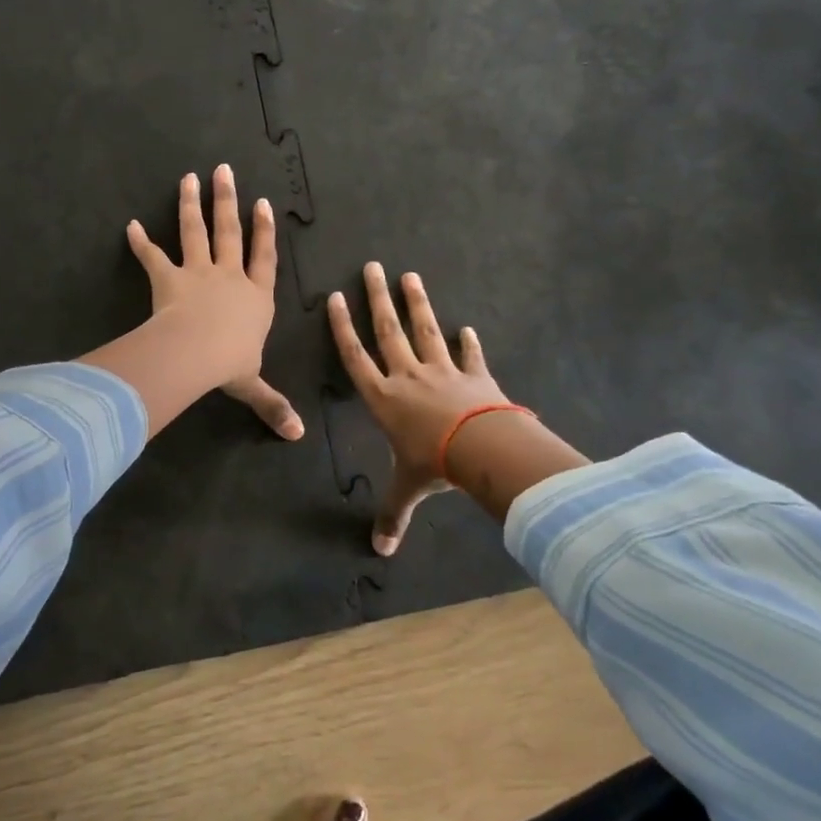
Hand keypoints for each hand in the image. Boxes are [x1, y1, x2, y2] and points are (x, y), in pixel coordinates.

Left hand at [121, 165, 303, 439]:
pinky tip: (129, 226)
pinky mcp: (168, 279)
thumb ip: (272, 405)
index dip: (265, 232)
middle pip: (230, 232)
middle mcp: (229, 277)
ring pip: (195, 232)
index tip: (264, 203)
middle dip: (228, 201)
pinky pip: (152, 258)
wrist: (198, 353)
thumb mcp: (254, 385)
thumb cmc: (231, 364)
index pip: (264, 258)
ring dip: (191, 205)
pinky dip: (140, 243)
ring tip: (188, 177)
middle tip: (224, 170)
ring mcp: (198, 274)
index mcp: (255, 298)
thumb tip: (297, 436)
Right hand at [329, 263, 506, 553]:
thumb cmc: (434, 465)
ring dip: (418, 303)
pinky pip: (470, 356)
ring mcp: (443, 372)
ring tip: (410, 276)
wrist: (482, 449)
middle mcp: (408, 377)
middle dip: (378, 299)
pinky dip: (468, 342)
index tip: (337, 298)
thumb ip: (393, 516)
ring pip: (425, 331)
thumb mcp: (408, 490)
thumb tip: (380, 552)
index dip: (344, 328)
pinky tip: (467, 327)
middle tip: (373, 267)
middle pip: (389, 331)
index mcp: (384, 398)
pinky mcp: (475, 376)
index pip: (356, 356)